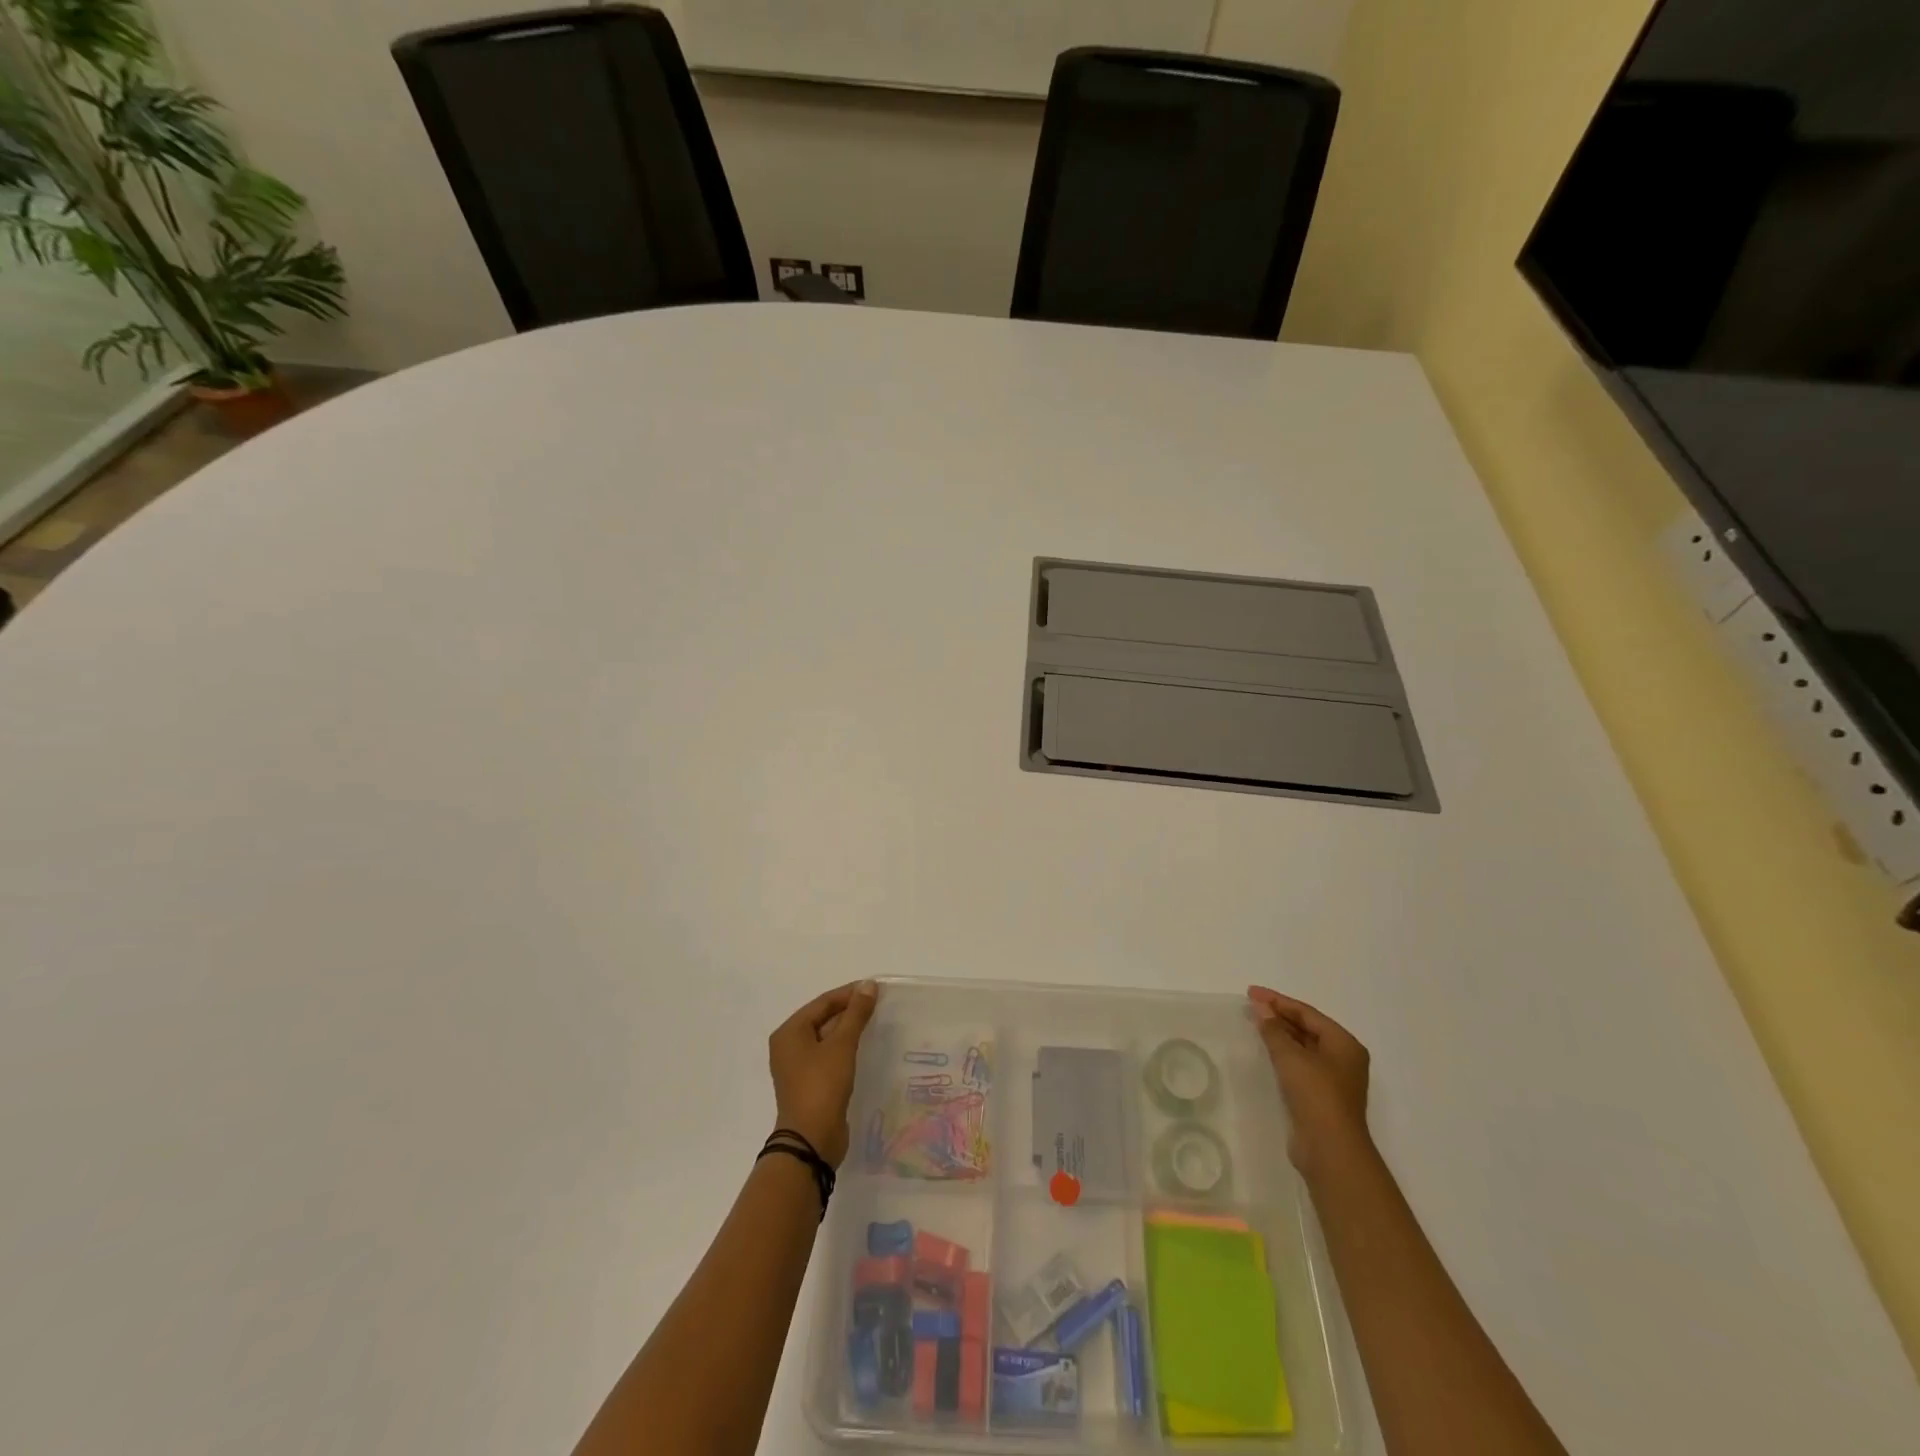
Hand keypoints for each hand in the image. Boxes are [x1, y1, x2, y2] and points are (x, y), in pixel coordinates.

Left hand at [768, 980, 878, 1167]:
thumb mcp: (842, 1046)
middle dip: (849, 1011)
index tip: (875, 988)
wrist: (811, 1141)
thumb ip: (856, 1014)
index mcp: (789, 1032)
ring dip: (848, 1030)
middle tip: (878, 1004)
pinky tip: (863, 1048)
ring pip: (826, 1038)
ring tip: (875, 1022)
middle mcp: (789, 1046)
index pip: (822, 1002)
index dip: (849, 993)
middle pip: (823, 1018)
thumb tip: (868, 985)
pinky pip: (828, 1056)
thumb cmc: (822, 1086)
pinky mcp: (810, 1084)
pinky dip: (845, 1048)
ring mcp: (798, 1067)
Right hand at [1248, 986, 1371, 1174]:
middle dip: (1279, 1016)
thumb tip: (1261, 1007)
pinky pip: (1300, 1065)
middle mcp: (1343, 1058)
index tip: (1251, 992)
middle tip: (1250, 1006)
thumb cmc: (1316, 1095)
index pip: (1307, 1013)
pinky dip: (1283, 1054)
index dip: (1278, 1001)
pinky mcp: (1321, 1097)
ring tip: (1254, 1024)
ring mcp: (1334, 1079)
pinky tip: (1266, 1052)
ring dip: (1280, 1035)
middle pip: (1307, 1028)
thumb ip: (1274, 1029)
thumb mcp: (1291, 1056)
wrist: (1330, 1150)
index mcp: (1344, 1043)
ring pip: (1303, 1047)